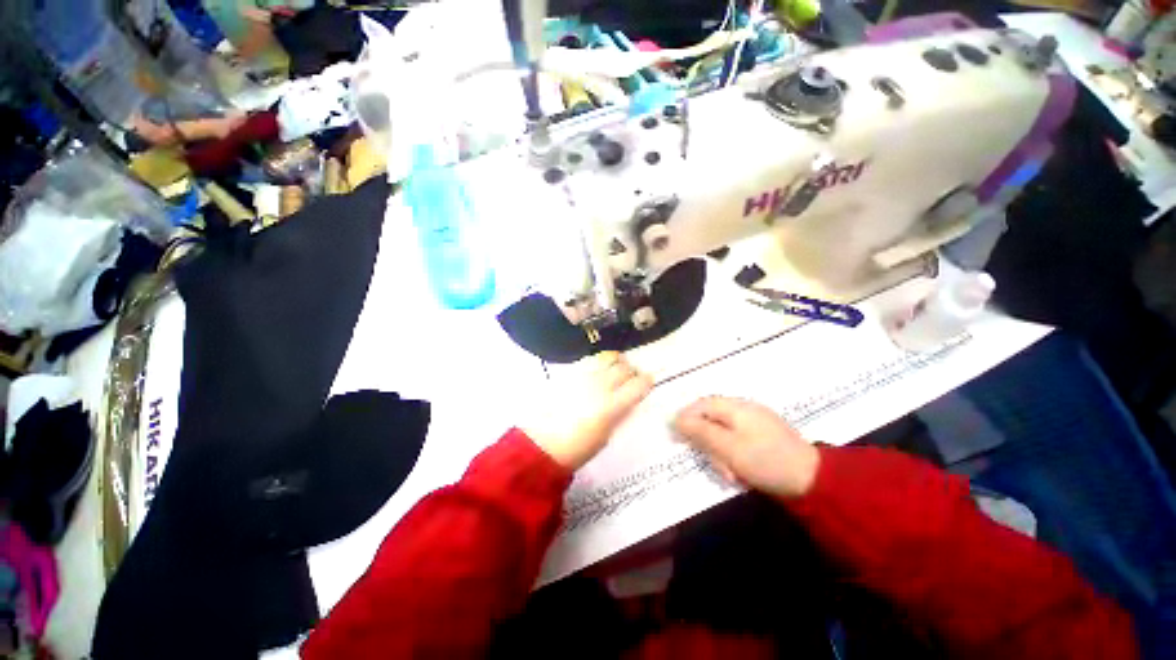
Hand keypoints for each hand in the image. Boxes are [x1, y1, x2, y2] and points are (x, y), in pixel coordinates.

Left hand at [522, 352, 653, 469]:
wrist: (541, 443)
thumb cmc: (576, 448)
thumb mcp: (606, 435)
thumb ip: (619, 414)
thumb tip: (627, 400)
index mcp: (612, 406)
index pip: (638, 385)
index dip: (647, 382)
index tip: (647, 382)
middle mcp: (600, 385)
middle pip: (624, 368)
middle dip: (632, 371)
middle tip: (632, 377)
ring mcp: (584, 376)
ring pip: (608, 357)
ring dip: (617, 361)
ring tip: (617, 368)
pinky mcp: (570, 372)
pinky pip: (591, 359)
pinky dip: (600, 361)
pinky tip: (599, 368)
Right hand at [673, 397, 819, 498]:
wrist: (813, 481)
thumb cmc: (765, 460)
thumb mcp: (727, 447)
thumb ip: (700, 431)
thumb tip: (675, 419)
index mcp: (735, 406)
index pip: (701, 405)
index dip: (685, 418)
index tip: (676, 437)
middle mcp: (744, 409)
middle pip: (711, 419)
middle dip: (707, 442)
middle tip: (713, 464)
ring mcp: (756, 422)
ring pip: (724, 432)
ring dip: (721, 452)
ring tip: (730, 473)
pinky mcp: (764, 436)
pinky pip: (738, 440)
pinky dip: (734, 455)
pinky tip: (740, 471)